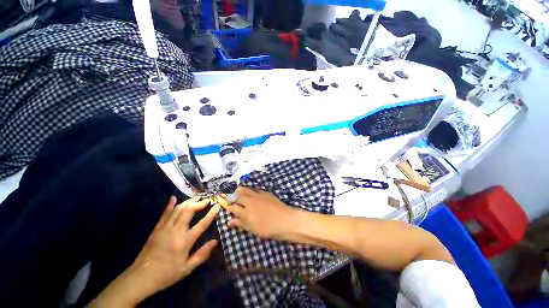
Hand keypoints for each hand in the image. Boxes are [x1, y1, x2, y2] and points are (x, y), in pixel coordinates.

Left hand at [91, 196, 219, 306]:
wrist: (141, 277)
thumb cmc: (167, 274)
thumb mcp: (187, 268)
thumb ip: (202, 254)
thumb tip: (215, 241)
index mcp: (185, 242)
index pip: (202, 224)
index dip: (211, 214)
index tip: (217, 205)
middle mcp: (176, 231)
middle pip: (189, 211)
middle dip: (199, 203)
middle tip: (206, 200)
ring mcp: (165, 228)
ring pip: (178, 210)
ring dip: (188, 202)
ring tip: (196, 198)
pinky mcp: (156, 229)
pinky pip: (164, 214)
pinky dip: (169, 205)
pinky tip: (173, 198)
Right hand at [217, 187, 297, 239]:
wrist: (285, 220)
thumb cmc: (268, 228)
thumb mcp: (252, 229)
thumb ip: (241, 223)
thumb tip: (229, 222)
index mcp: (246, 212)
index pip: (232, 206)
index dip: (225, 203)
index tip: (219, 199)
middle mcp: (250, 201)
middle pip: (238, 194)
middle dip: (232, 195)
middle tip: (229, 197)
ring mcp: (258, 195)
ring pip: (246, 189)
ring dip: (240, 190)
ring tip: (238, 192)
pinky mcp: (265, 192)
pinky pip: (254, 189)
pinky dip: (249, 189)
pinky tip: (250, 192)